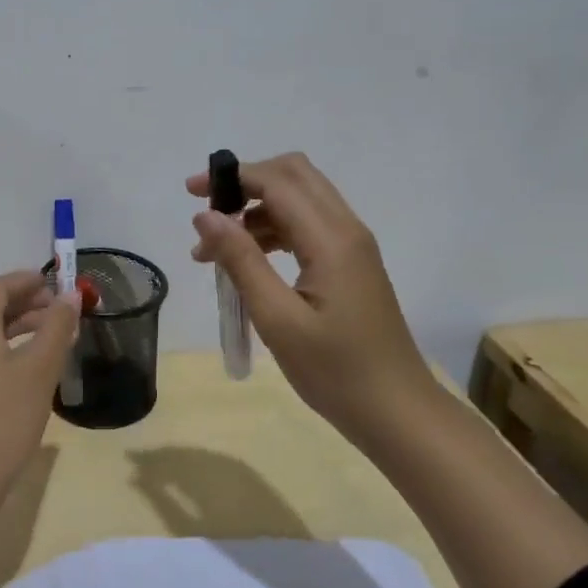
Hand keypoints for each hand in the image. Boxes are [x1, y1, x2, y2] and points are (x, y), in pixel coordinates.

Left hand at [0, 270, 81, 478]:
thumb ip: (57, 326)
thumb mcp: (40, 368)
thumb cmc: (5, 416)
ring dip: (22, 325)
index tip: (59, 281)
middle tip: (64, 308)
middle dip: (28, 302)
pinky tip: (36, 364)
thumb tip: (70, 295)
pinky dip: (11, 346)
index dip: (29, 280)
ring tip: (58, 333)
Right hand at [186, 152, 438, 453]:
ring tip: (214, 253)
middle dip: (246, 183)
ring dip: (256, 211)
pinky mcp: (351, 265)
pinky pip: (309, 227)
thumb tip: (206, 215)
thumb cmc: (334, 371)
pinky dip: (273, 231)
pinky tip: (248, 263)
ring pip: (301, 201)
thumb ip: (241, 261)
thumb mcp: (277, 318)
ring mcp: (353, 247)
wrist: (396, 411)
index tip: (191, 194)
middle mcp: (346, 230)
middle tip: (207, 212)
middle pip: (295, 176)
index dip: (232, 178)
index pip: (278, 181)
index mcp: (331, 239)